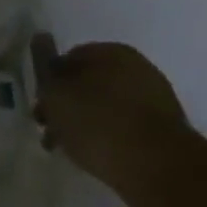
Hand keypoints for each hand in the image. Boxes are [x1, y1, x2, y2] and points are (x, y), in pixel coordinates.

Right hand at [31, 35, 193, 206]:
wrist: (158, 169)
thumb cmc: (98, 123)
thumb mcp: (56, 92)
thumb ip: (43, 64)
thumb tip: (41, 38)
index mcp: (111, 51)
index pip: (68, 58)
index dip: (49, 83)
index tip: (41, 108)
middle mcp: (137, 67)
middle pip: (88, 82)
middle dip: (67, 105)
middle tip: (52, 131)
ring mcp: (155, 98)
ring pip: (105, 106)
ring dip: (86, 123)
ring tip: (71, 149)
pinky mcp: (165, 130)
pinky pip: (125, 126)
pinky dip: (108, 137)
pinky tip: (98, 156)